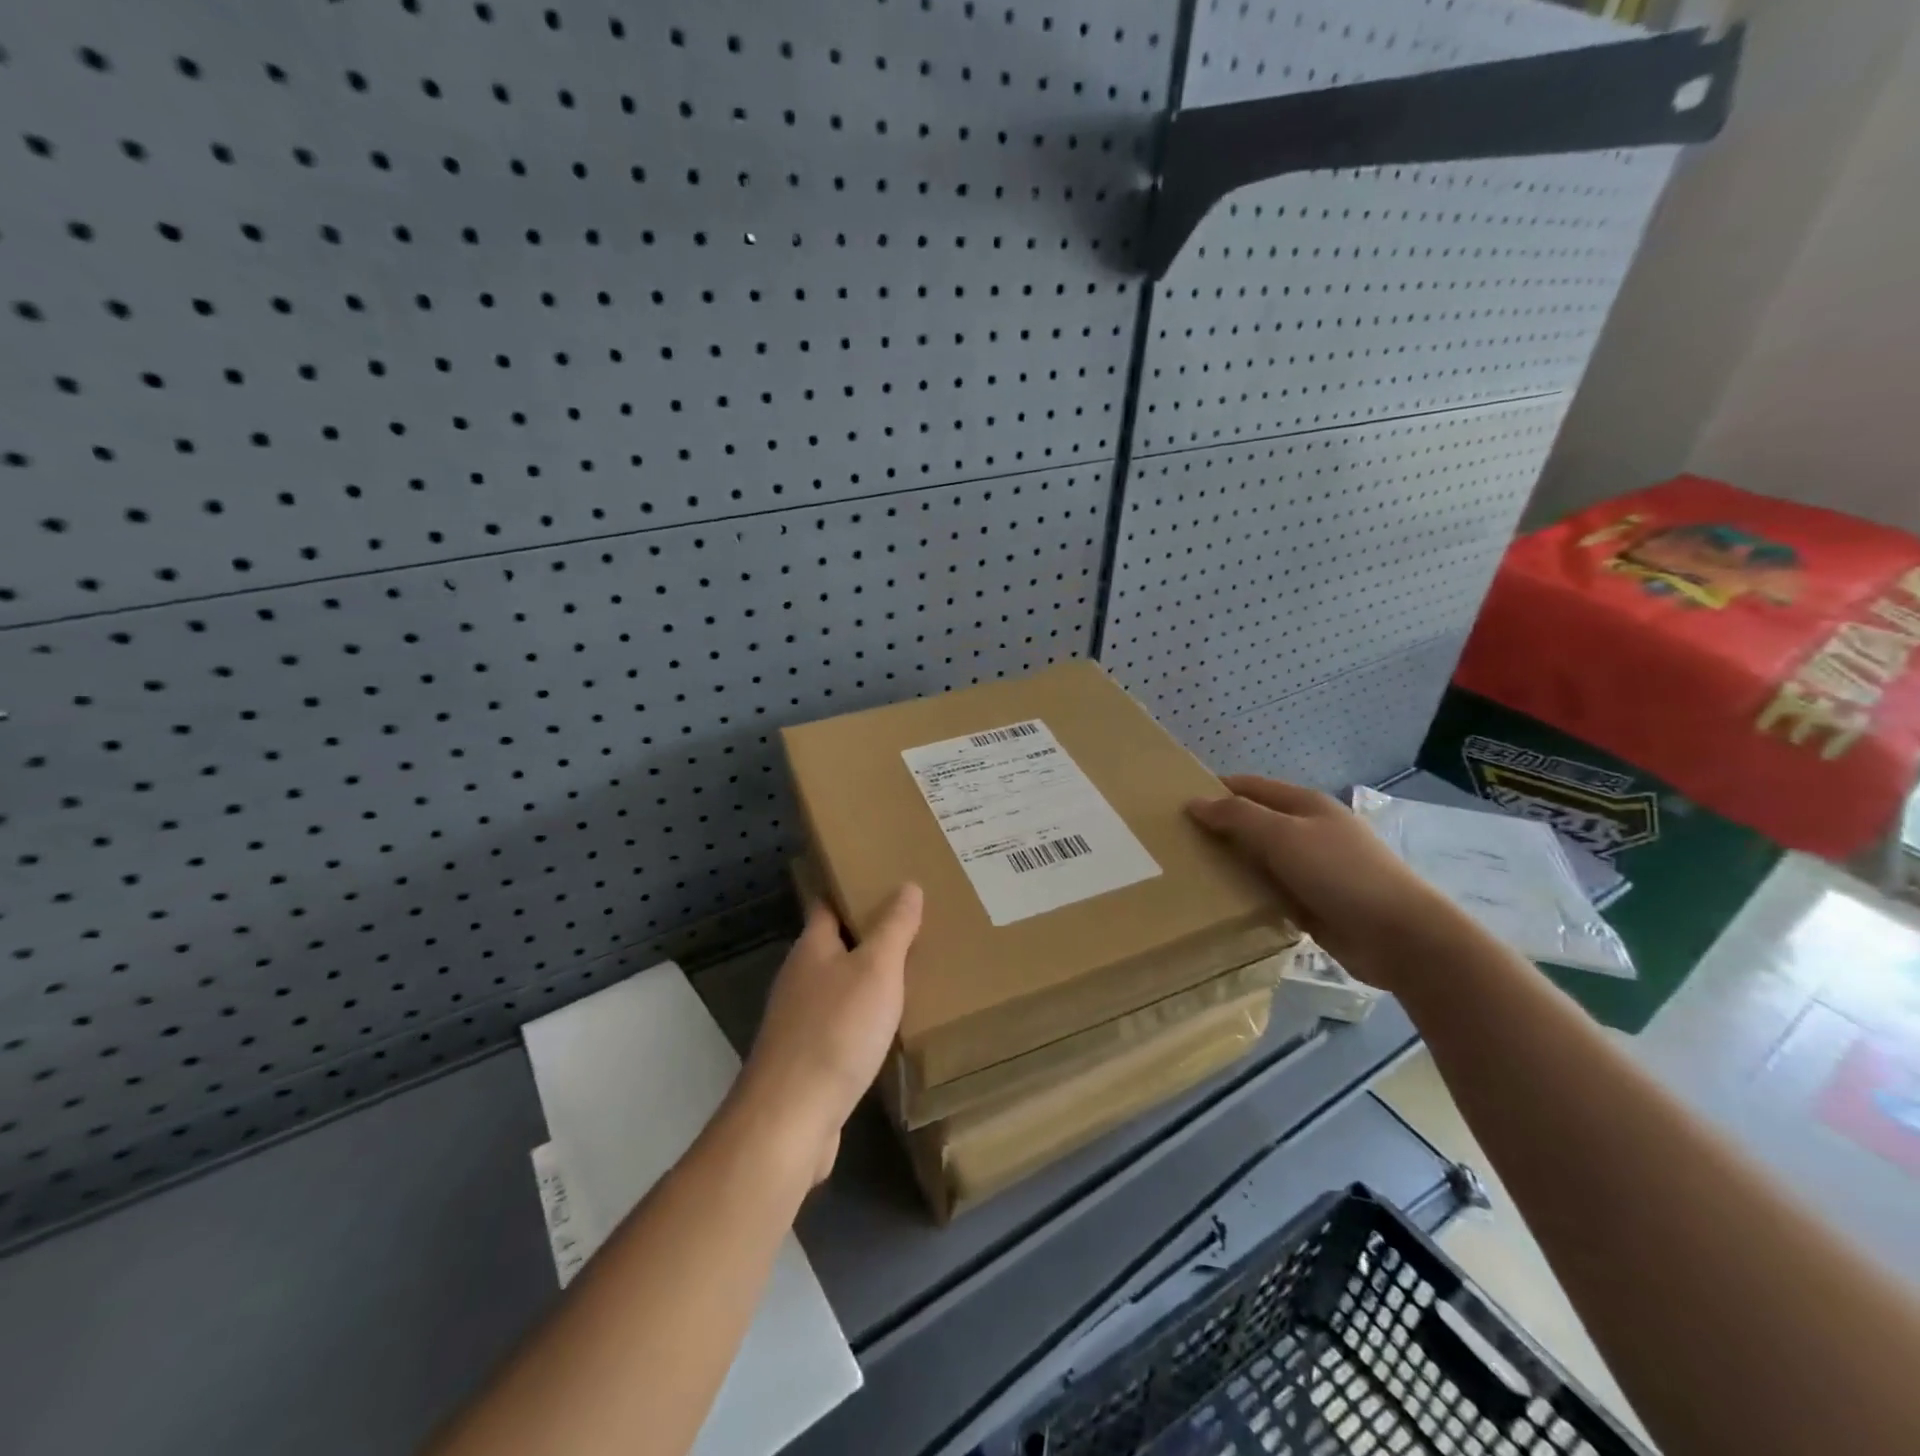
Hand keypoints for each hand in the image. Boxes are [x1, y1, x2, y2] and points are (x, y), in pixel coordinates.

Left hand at [739, 884, 923, 1181]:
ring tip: (912, 971)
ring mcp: (799, 1020)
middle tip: (914, 924)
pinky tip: (891, 1027)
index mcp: (812, 947)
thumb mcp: (876, 970)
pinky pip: (841, 1024)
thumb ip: (893, 928)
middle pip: (835, 945)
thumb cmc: (836, 1031)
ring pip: (839, 986)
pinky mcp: (807, 1059)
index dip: (852, 888)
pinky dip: (864, 1018)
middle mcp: (800, 978)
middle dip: (869, 934)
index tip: (886, 879)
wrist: (791, 1119)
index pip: (828, 904)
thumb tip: (907, 885)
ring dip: (868, 978)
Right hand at [1187, 776, 1460, 990]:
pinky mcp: (1313, 902)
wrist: (1400, 936)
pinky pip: (1270, 890)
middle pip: (1252, 822)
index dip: (1213, 791)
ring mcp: (1312, 867)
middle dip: (1217, 829)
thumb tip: (1194, 802)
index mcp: (1304, 804)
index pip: (1247, 786)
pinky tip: (1222, 902)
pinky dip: (1248, 893)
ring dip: (1231, 864)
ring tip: (1188, 873)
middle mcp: (1307, 830)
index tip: (1174, 806)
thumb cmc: (1340, 873)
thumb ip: (1237, 816)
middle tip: (1175, 843)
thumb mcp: (1283, 835)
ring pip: (1259, 858)